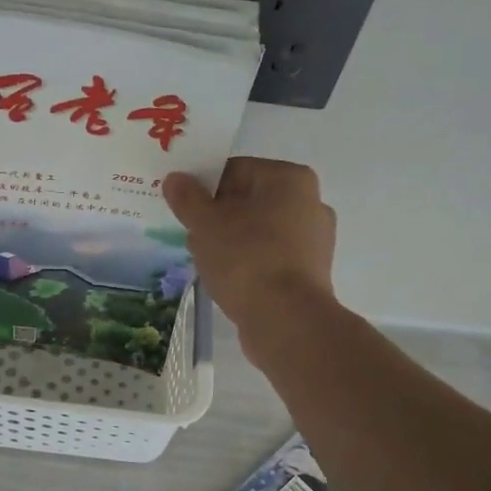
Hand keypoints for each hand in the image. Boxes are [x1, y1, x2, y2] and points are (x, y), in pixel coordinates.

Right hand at [162, 158, 336, 351]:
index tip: (183, 208)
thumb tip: (176, 179)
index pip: (235, 170)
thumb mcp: (205, 224)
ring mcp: (314, 239)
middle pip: (248, 200)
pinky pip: (270, 256)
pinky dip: (248, 262)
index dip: (203, 186)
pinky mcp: (310, 272)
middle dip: (217, 216)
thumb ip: (188, 198)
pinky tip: (228, 279)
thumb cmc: (246, 259)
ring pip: (259, 230)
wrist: (286, 320)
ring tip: (206, 261)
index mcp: (290, 179)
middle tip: (191, 236)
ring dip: (231, 240)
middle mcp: (310, 202)